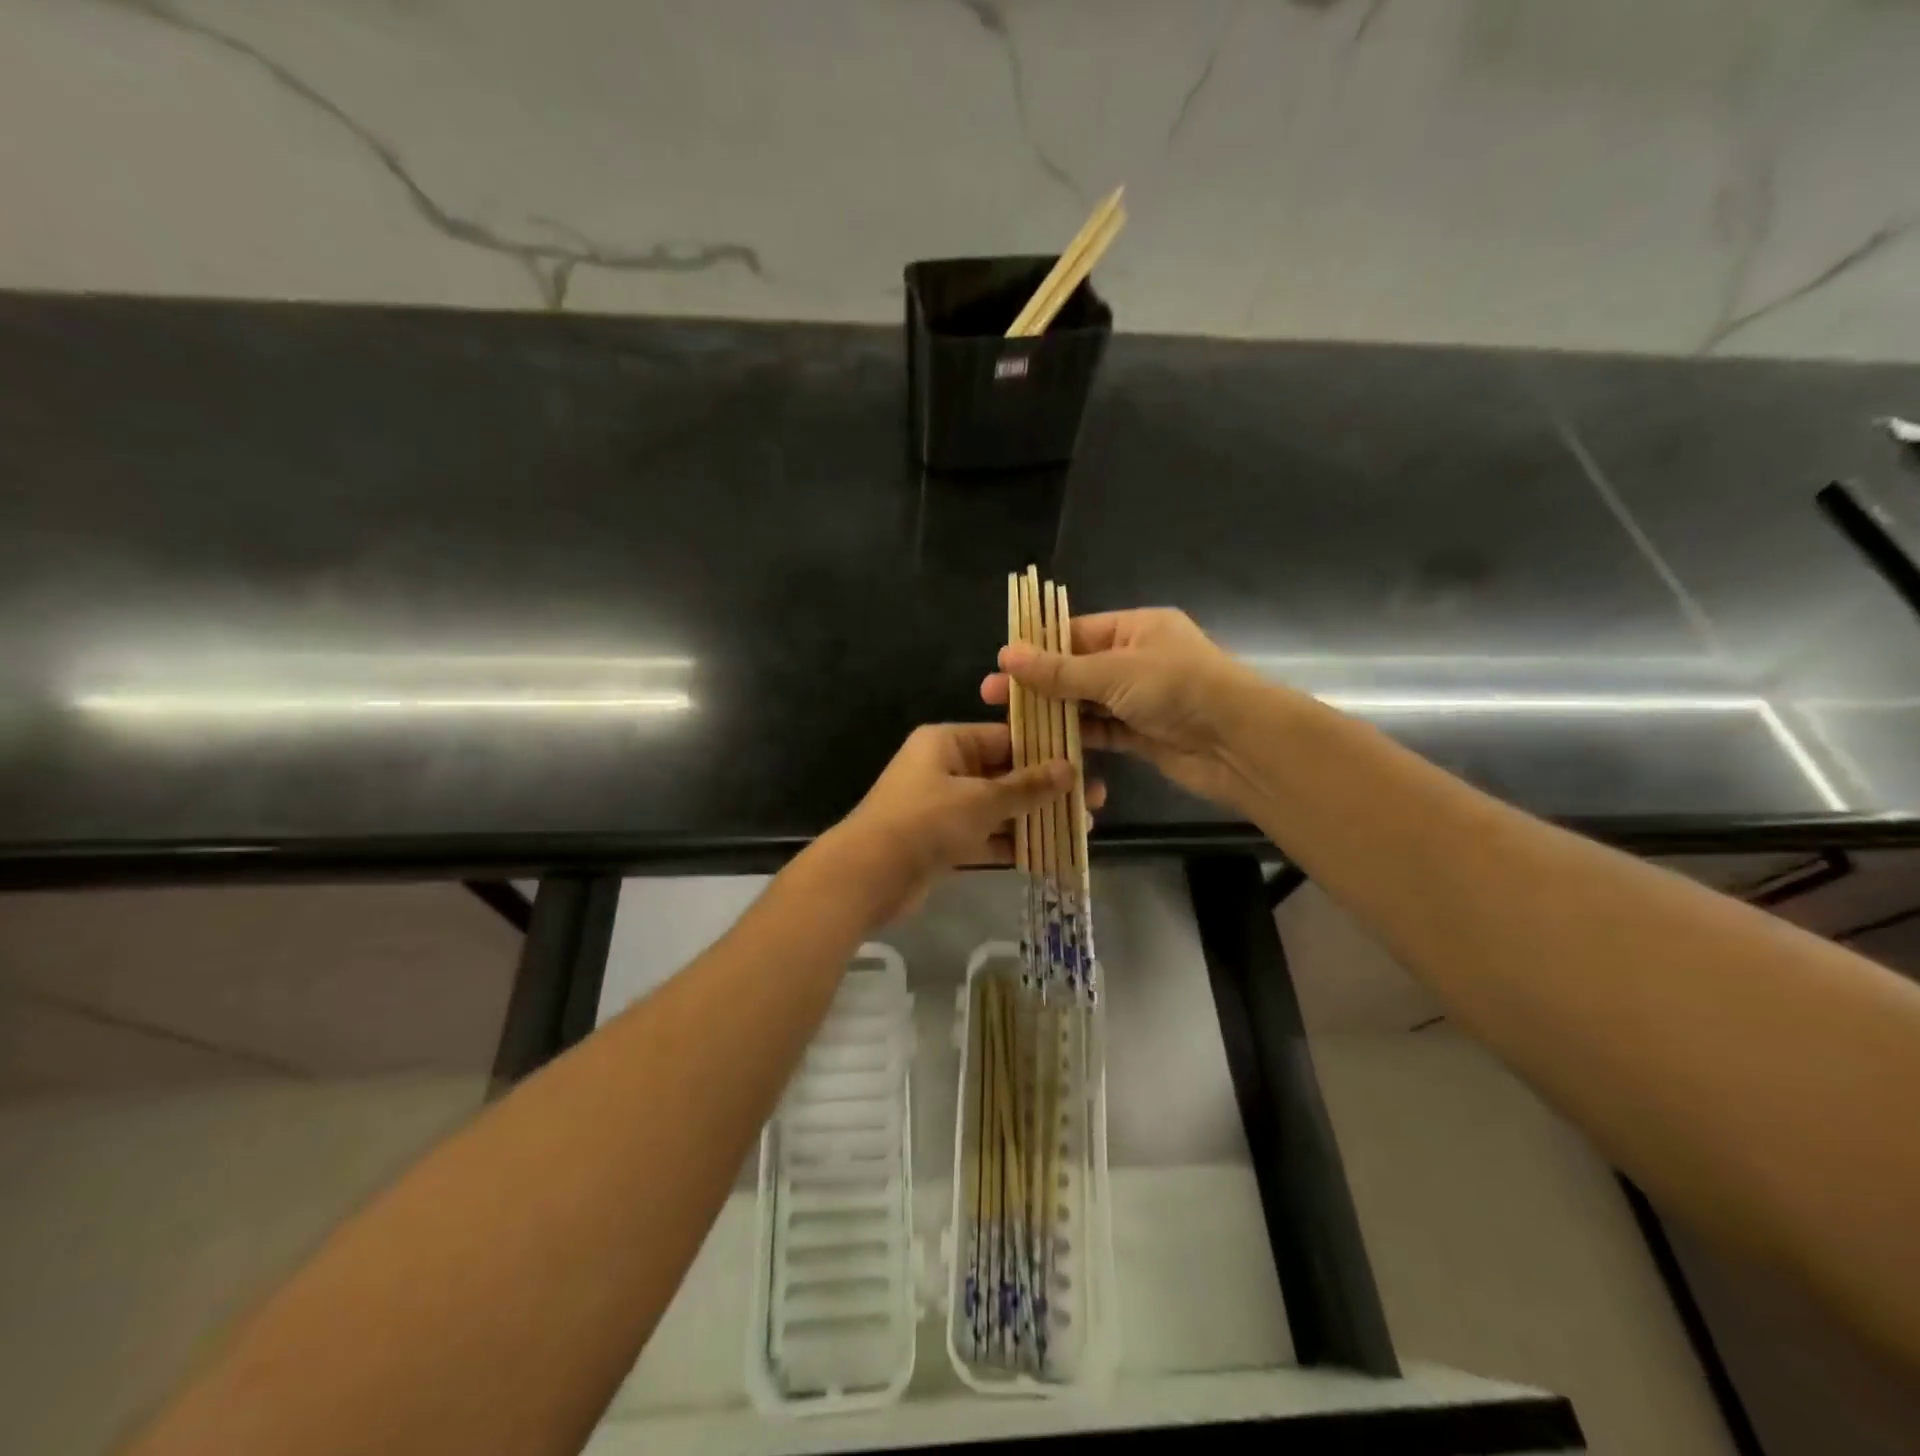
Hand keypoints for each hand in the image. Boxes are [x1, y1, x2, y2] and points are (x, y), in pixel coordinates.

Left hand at [821, 723, 1092, 924]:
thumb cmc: (925, 822)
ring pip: (998, 808)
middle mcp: (945, 769)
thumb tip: (1071, 768)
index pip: (1005, 737)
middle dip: (1047, 789)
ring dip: (1034, 818)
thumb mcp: (981, 800)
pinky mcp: (942, 842)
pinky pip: (985, 836)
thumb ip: (1027, 786)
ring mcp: (943, 807)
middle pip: (1005, 774)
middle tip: (1094, 800)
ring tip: (1081, 828)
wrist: (868, 876)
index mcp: (947, 743)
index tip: (1084, 763)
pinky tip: (1050, 853)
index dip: (1046, 750)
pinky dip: (1012, 843)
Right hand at [981, 607, 1267, 807]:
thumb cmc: (1178, 689)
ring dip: (1052, 712)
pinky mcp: (1142, 735)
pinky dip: (1075, 736)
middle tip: (991, 697)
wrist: (1238, 743)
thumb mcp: (1114, 672)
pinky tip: (1042, 743)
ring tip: (1010, 722)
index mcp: (1136, 628)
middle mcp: (1136, 660)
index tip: (1000, 664)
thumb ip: (1059, 670)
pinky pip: (1101, 731)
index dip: (1036, 647)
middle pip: (1076, 669)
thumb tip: (1006, 655)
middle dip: (1037, 683)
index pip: (1075, 632)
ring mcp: (1139, 699)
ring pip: (1085, 703)